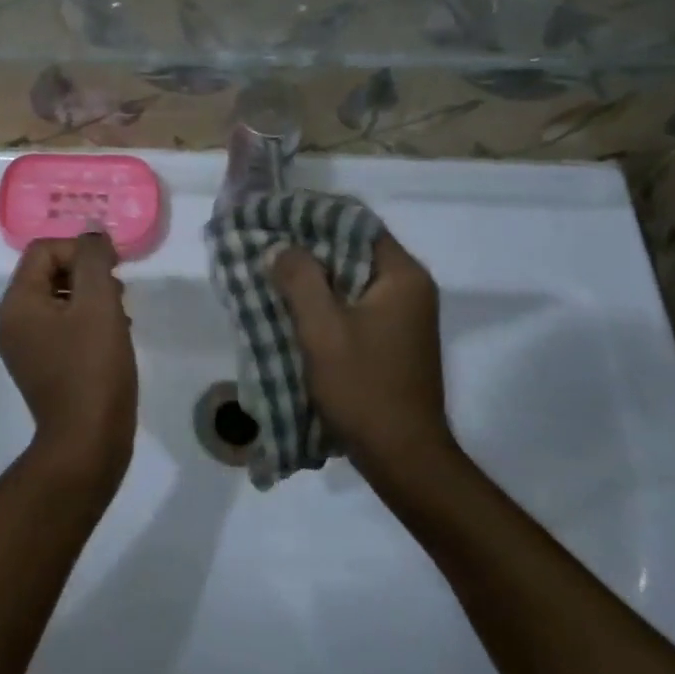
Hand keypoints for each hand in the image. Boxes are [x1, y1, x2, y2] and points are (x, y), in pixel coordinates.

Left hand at [0, 232, 138, 488]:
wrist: (87, 442)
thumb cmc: (93, 368)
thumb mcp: (98, 303)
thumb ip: (94, 259)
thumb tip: (92, 234)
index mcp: (17, 302)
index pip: (44, 249)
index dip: (81, 250)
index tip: (114, 269)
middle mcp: (12, 321)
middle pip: (50, 272)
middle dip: (88, 275)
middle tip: (119, 295)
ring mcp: (25, 347)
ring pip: (60, 300)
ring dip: (92, 299)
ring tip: (121, 318)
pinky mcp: (42, 367)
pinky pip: (63, 328)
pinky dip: (88, 323)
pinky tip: (114, 338)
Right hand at [273, 231, 455, 479]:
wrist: (403, 457)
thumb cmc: (364, 388)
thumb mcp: (323, 329)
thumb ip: (300, 280)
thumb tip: (281, 248)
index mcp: (402, 276)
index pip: (357, 223)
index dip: (313, 216)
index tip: (275, 217)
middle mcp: (409, 288)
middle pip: (353, 250)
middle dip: (308, 248)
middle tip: (264, 245)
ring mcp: (403, 316)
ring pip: (350, 279)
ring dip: (313, 277)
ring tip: (270, 273)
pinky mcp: (392, 340)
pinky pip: (353, 305)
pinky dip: (324, 302)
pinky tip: (292, 308)